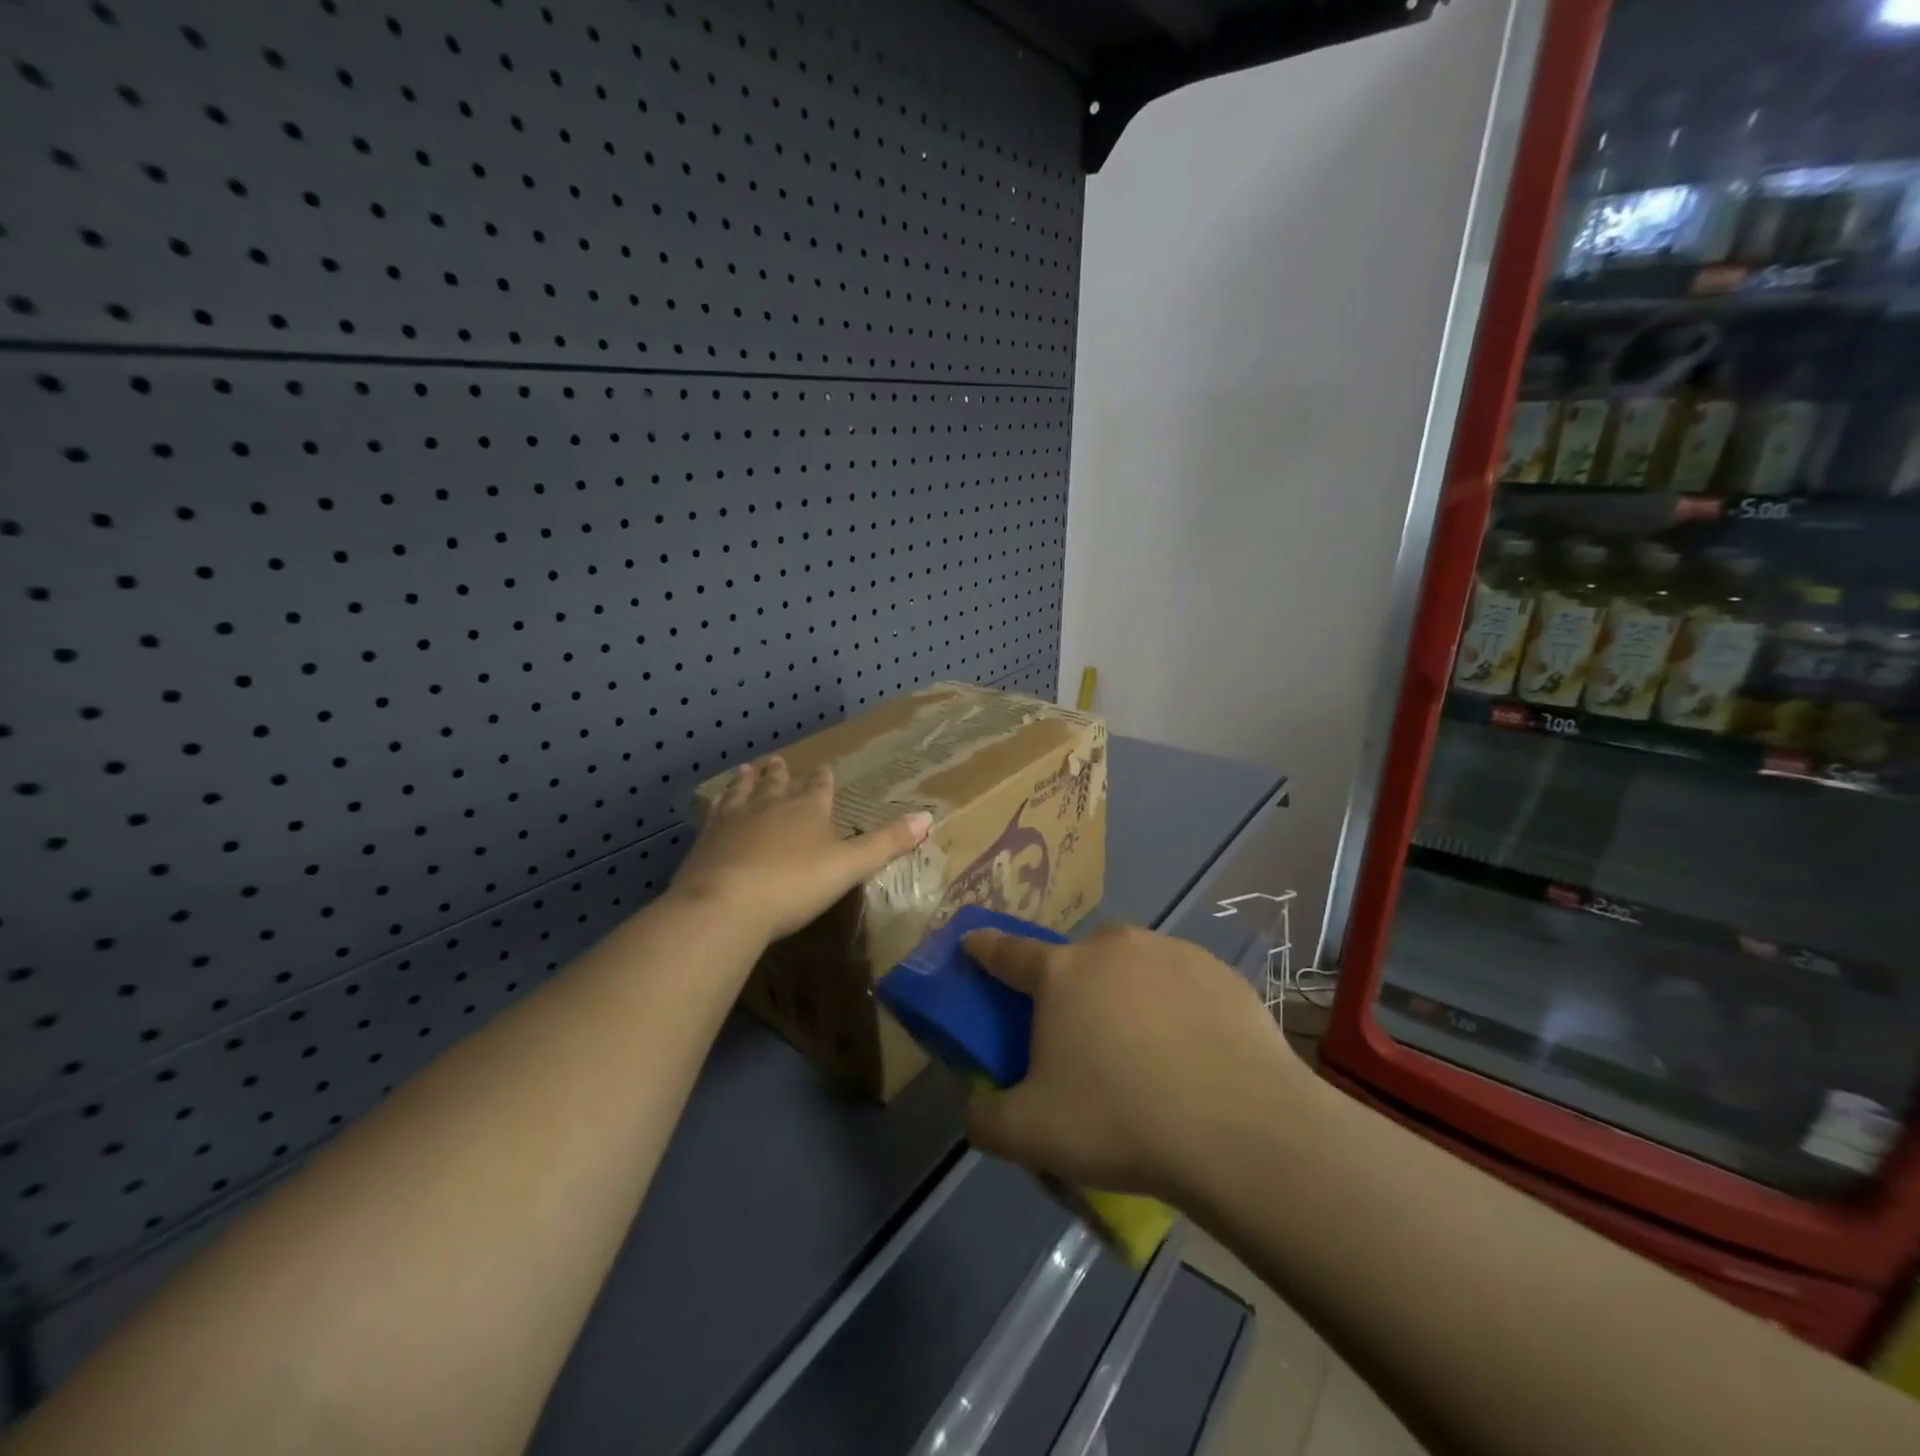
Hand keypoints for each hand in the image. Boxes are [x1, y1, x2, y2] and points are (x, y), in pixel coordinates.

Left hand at [670, 755, 932, 942]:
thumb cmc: (795, 885)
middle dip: (780, 774)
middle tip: (777, 761)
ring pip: (743, 792)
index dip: (823, 780)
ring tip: (747, 769)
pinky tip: (714, 805)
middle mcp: (770, 806)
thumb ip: (886, 843)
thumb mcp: (850, 866)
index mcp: (808, 810)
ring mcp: (734, 820)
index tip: (824, 769)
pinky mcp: (706, 839)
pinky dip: (718, 804)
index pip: (819, 788)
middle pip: (777, 784)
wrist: (726, 904)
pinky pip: (714, 813)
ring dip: (747, 781)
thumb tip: (928, 816)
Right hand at [962, 924, 1304, 1205]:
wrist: (1244, 1130)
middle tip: (1081, 1037)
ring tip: (1144, 1050)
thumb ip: (985, 1119)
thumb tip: (974, 1107)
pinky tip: (1192, 1051)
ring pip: (1131, 965)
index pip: (1007, 952)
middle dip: (1069, 985)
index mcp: (1061, 973)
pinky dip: (1175, 1004)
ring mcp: (1170, 952)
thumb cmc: (1122, 1121)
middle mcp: (1112, 947)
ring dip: (1124, 992)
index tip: (973, 942)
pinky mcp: (1220, 971)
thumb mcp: (1031, 1135)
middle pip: (1076, 958)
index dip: (985, 948)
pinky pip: (1181, 981)